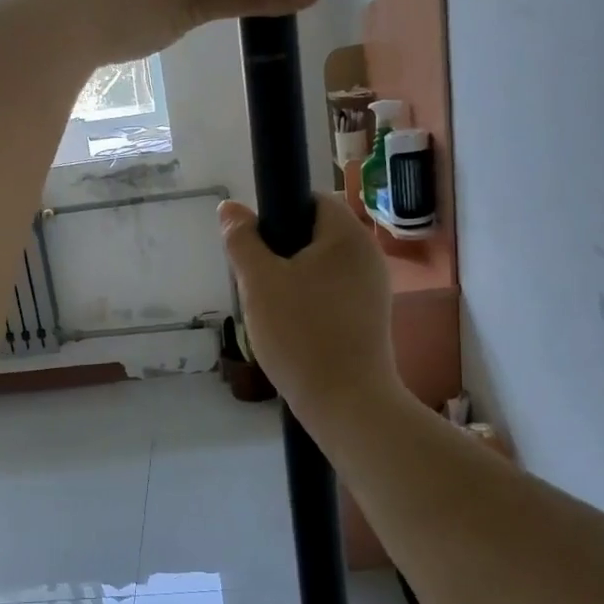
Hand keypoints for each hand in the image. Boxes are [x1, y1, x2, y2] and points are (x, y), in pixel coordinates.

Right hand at [219, 194, 400, 428]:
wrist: (346, 403)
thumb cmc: (300, 334)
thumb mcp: (258, 282)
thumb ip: (242, 240)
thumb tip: (230, 207)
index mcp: (347, 236)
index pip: (311, 200)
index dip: (278, 213)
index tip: (255, 245)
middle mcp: (367, 255)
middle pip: (315, 234)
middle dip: (280, 251)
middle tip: (256, 281)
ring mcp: (373, 288)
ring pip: (320, 267)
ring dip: (291, 279)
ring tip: (270, 308)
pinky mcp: (370, 317)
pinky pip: (332, 292)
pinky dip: (309, 301)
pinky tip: (291, 327)